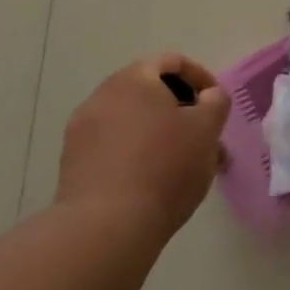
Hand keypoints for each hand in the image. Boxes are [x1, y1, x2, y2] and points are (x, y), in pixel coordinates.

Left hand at [57, 54, 230, 239]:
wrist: (105, 227)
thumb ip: (216, 102)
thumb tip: (208, 96)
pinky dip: (138, 154)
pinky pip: (115, 147)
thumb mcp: (207, 128)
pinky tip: (155, 182)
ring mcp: (82, 132)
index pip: (171, 62)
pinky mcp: (73, 165)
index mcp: (133, 79)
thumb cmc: (165, 166)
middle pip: (149, 92)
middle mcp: (102, 97)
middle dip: (181, 111)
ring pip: (133, 122)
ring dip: (161, 135)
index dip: (200, 78)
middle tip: (204, 137)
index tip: (216, 104)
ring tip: (185, 165)